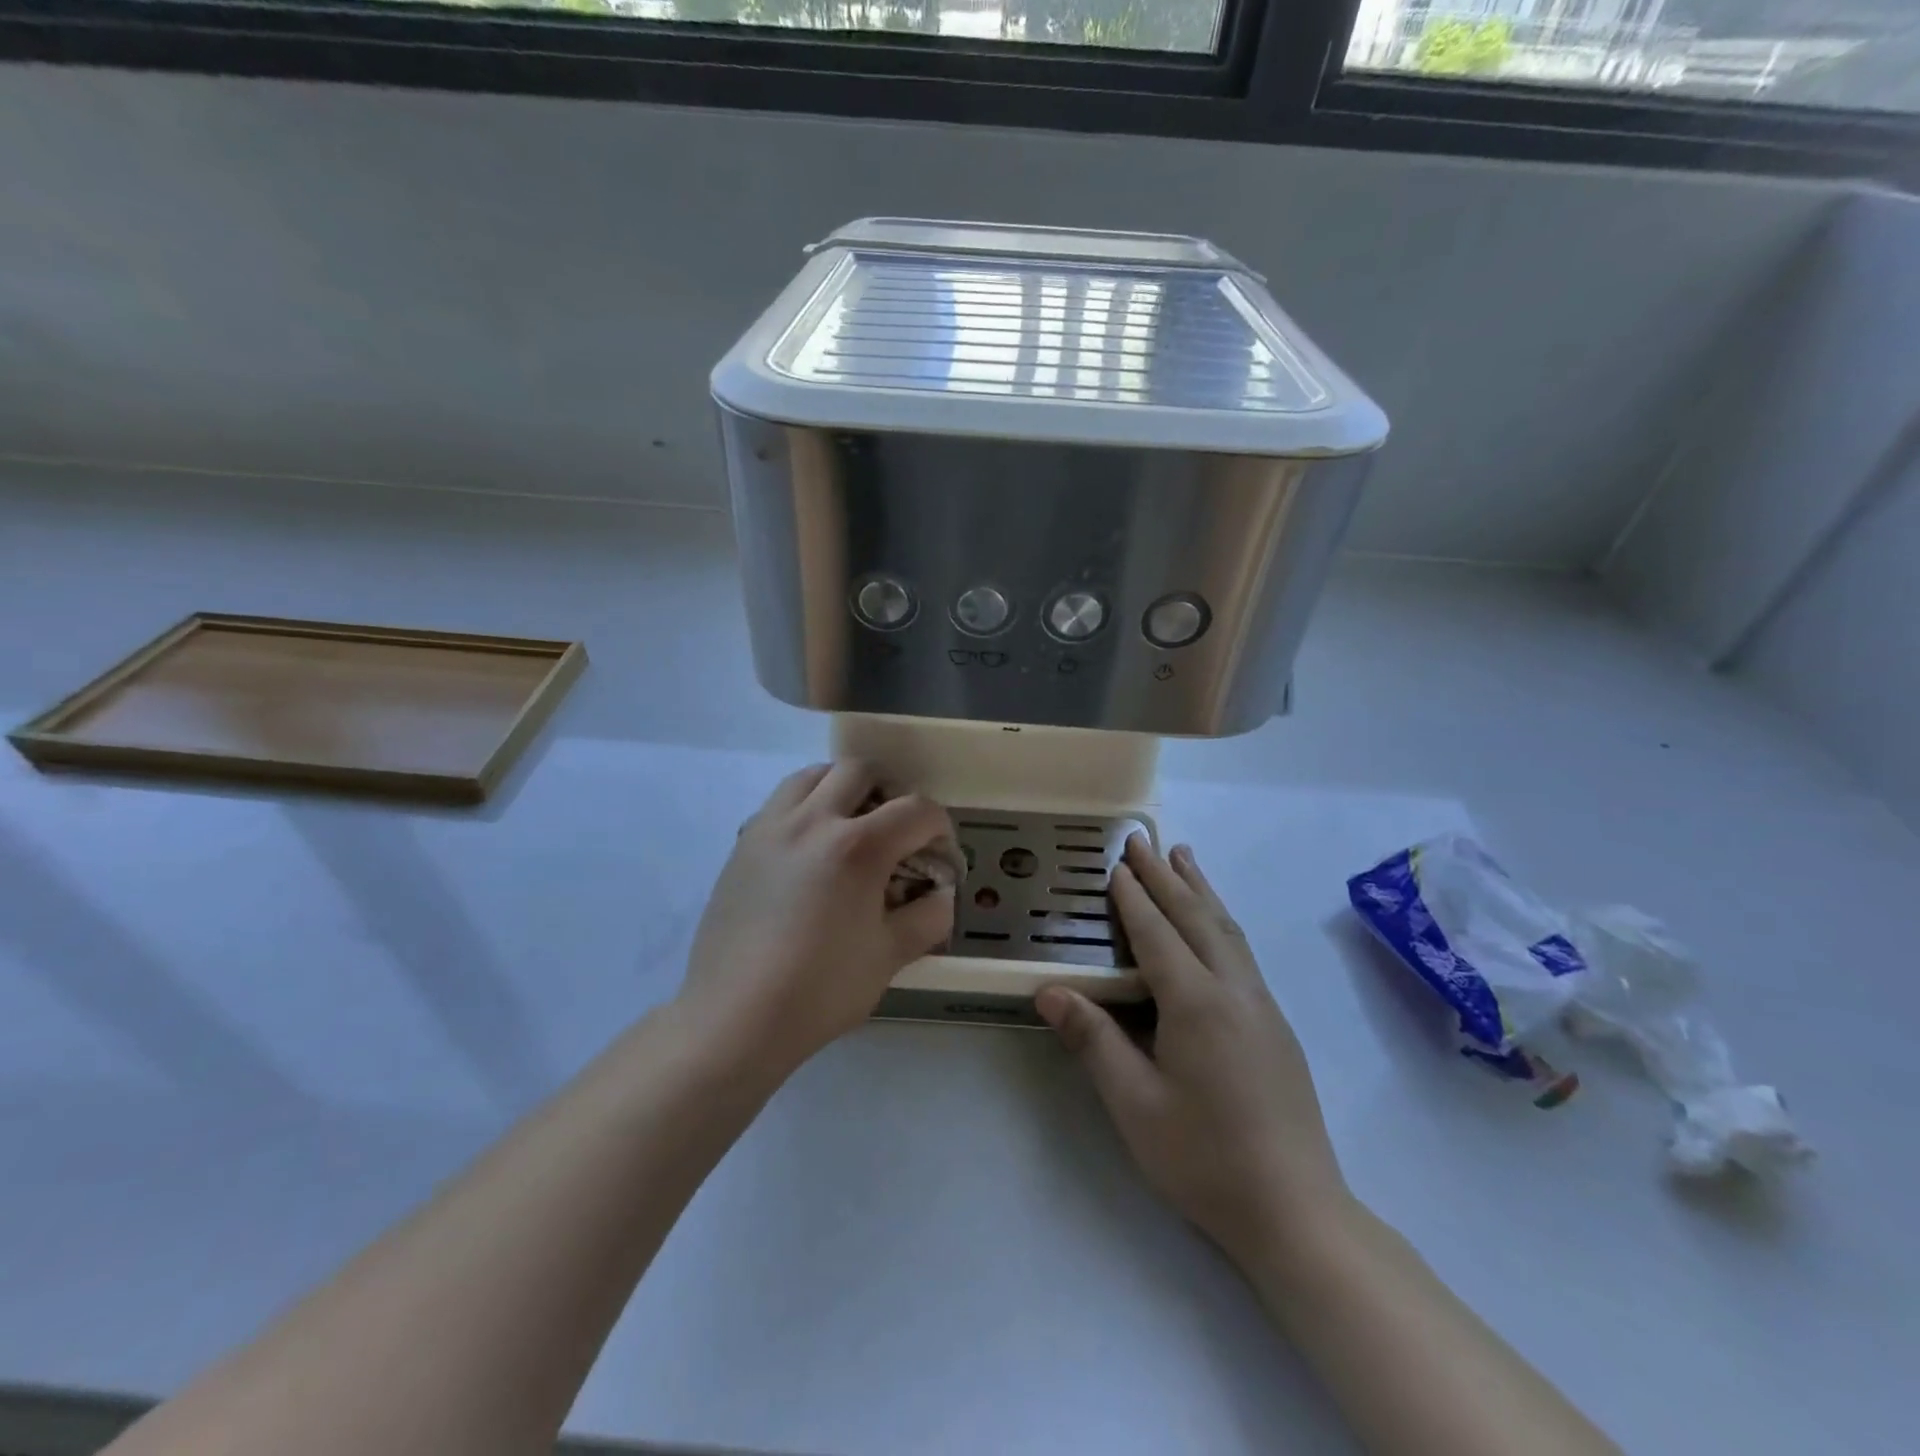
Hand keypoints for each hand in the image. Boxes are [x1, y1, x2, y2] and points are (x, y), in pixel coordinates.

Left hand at [677, 762, 954, 1075]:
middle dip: (890, 793)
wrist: (735, 1017)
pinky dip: (805, 807)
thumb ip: (928, 916)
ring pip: (812, 775)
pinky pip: (780, 802)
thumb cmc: (820, 990)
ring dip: (841, 788)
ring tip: (850, 826)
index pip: (916, 810)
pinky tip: (809, 849)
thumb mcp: (889, 956)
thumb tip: (940, 893)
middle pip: (860, 770)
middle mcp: (813, 820)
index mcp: (857, 847)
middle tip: (895, 832)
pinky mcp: (742, 844)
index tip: (940, 858)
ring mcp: (771, 827)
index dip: (941, 829)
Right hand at [1037, 837, 1349, 1267]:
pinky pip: (1240, 950)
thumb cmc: (1205, 1158)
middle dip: (1166, 876)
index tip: (1114, 863)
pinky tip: (1214, 922)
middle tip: (1142, 840)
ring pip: (1226, 929)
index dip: (1133, 897)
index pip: (1157, 934)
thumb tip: (1048, 991)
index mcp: (1197, 1003)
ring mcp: (1261, 1005)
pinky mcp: (1274, 1024)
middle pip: (1196, 917)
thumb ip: (1094, 1041)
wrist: (1297, 1210)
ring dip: (1200, 889)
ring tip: (1183, 856)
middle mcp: (1234, 990)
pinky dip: (1219, 919)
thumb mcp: (1135, 1105)